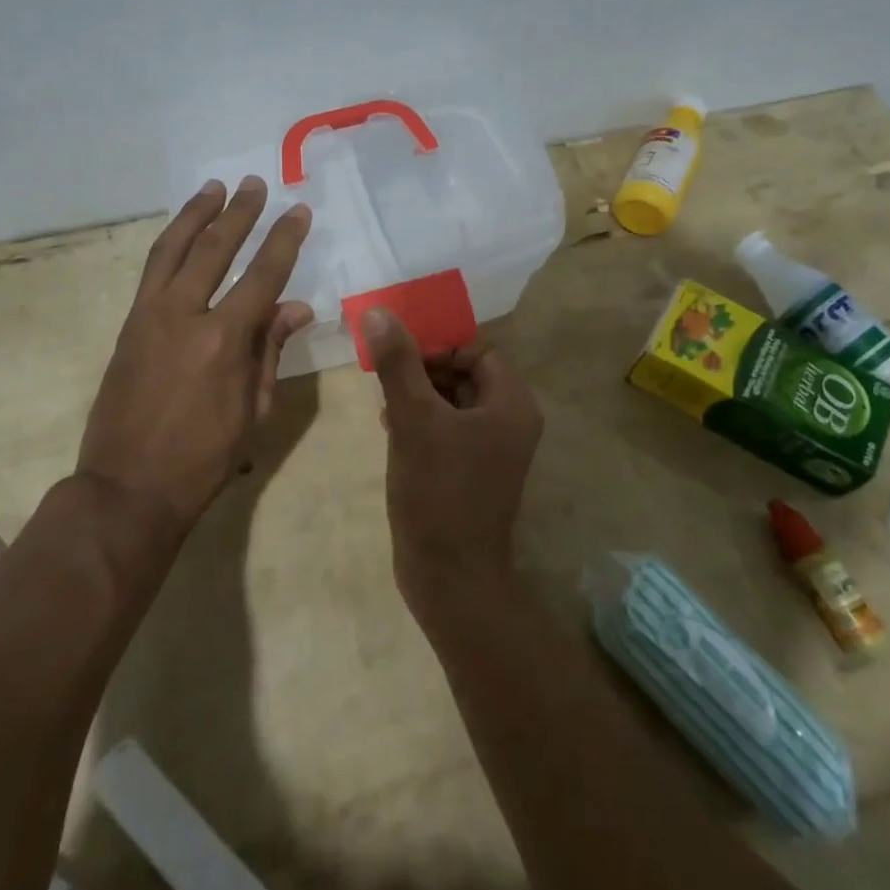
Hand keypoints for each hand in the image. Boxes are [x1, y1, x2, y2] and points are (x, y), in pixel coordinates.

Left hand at [76, 177, 312, 535]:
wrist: (128, 487)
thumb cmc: (203, 458)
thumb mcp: (253, 410)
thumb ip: (271, 351)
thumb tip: (297, 307)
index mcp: (224, 339)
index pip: (263, 275)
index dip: (284, 240)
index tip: (298, 211)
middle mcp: (184, 314)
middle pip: (213, 248)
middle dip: (238, 213)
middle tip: (255, 185)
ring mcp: (149, 316)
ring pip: (172, 249)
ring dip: (195, 215)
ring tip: (213, 188)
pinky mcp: (128, 325)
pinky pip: (151, 271)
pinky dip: (169, 243)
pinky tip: (181, 234)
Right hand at [363, 308, 543, 612]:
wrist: (449, 577)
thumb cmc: (438, 491)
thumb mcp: (413, 419)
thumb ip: (398, 363)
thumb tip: (378, 312)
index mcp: (511, 403)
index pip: (479, 350)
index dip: (440, 345)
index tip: (401, 355)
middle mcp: (509, 421)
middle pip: (466, 373)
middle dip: (424, 369)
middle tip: (386, 377)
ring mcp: (492, 449)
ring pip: (453, 401)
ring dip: (418, 394)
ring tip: (384, 403)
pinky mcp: (472, 471)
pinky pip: (449, 428)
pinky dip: (422, 420)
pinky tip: (390, 427)